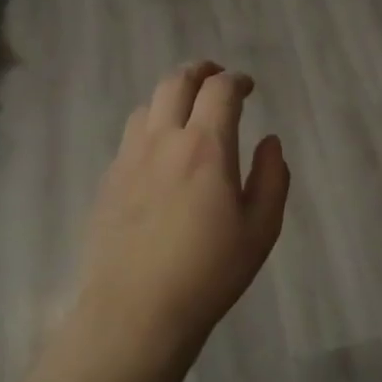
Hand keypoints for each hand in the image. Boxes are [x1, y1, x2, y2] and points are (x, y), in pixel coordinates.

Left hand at [74, 61, 289, 355]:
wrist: (137, 311)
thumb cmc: (209, 272)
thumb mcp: (261, 229)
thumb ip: (272, 178)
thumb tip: (269, 142)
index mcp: (206, 148)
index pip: (220, 90)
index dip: (236, 80)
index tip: (247, 86)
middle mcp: (163, 141)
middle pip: (176, 82)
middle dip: (200, 71)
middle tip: (216, 77)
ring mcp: (129, 159)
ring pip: (148, 106)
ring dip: (172, 97)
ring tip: (187, 112)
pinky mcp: (108, 181)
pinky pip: (130, 136)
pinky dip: (151, 127)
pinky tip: (160, 153)